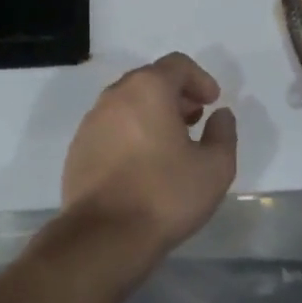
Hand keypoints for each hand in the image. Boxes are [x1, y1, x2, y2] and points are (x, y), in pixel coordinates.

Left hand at [62, 54, 237, 257]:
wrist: (103, 238)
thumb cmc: (164, 195)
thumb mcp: (215, 167)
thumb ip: (224, 133)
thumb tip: (220, 115)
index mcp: (149, 88)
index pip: (177, 64)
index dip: (200, 78)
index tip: (212, 102)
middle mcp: (116, 94)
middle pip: (151, 79)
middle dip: (176, 94)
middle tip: (194, 119)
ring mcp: (92, 120)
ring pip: (128, 102)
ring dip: (152, 113)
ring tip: (170, 143)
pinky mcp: (78, 147)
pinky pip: (111, 126)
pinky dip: (130, 132)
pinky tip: (142, 164)